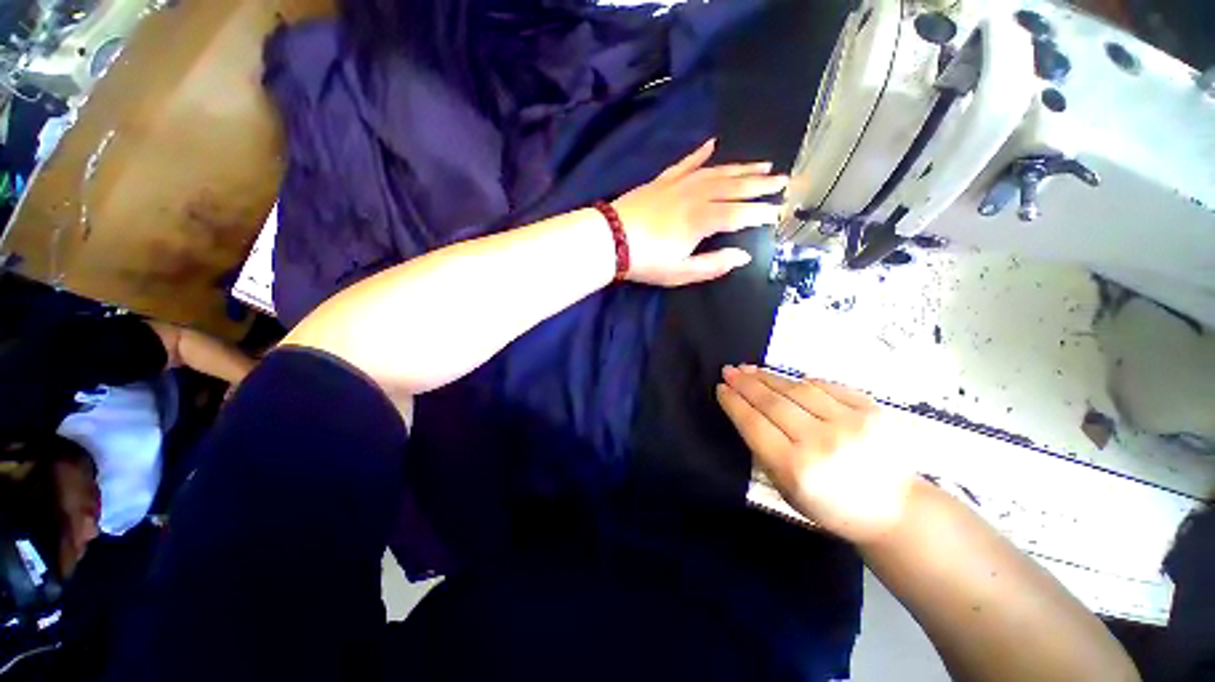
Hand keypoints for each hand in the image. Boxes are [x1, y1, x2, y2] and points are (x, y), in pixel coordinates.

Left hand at [612, 139, 786, 286]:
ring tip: (763, 163)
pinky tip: (713, 143)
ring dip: (741, 167)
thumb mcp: (681, 272)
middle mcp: (696, 195)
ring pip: (717, 171)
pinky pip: (686, 163)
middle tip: (784, 180)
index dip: (762, 213)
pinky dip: (701, 154)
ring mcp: (679, 184)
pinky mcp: (662, 180)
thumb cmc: (646, 260)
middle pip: (735, 187)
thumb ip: (713, 265)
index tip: (780, 212)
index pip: (741, 214)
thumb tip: (743, 256)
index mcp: (703, 220)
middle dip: (761, 184)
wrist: (610, 239)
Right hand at [716, 365, 915, 544]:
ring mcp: (850, 423)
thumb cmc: (833, 507)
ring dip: (769, 377)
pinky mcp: (872, 410)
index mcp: (797, 468)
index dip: (734, 402)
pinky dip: (803, 381)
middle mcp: (821, 442)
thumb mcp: (787, 490)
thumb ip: (765, 451)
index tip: (720, 388)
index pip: (754, 424)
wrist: (896, 510)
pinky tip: (788, 380)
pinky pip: (827, 386)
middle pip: (772, 402)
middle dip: (745, 383)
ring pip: (797, 389)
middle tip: (729, 371)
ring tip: (750, 369)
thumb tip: (747, 413)